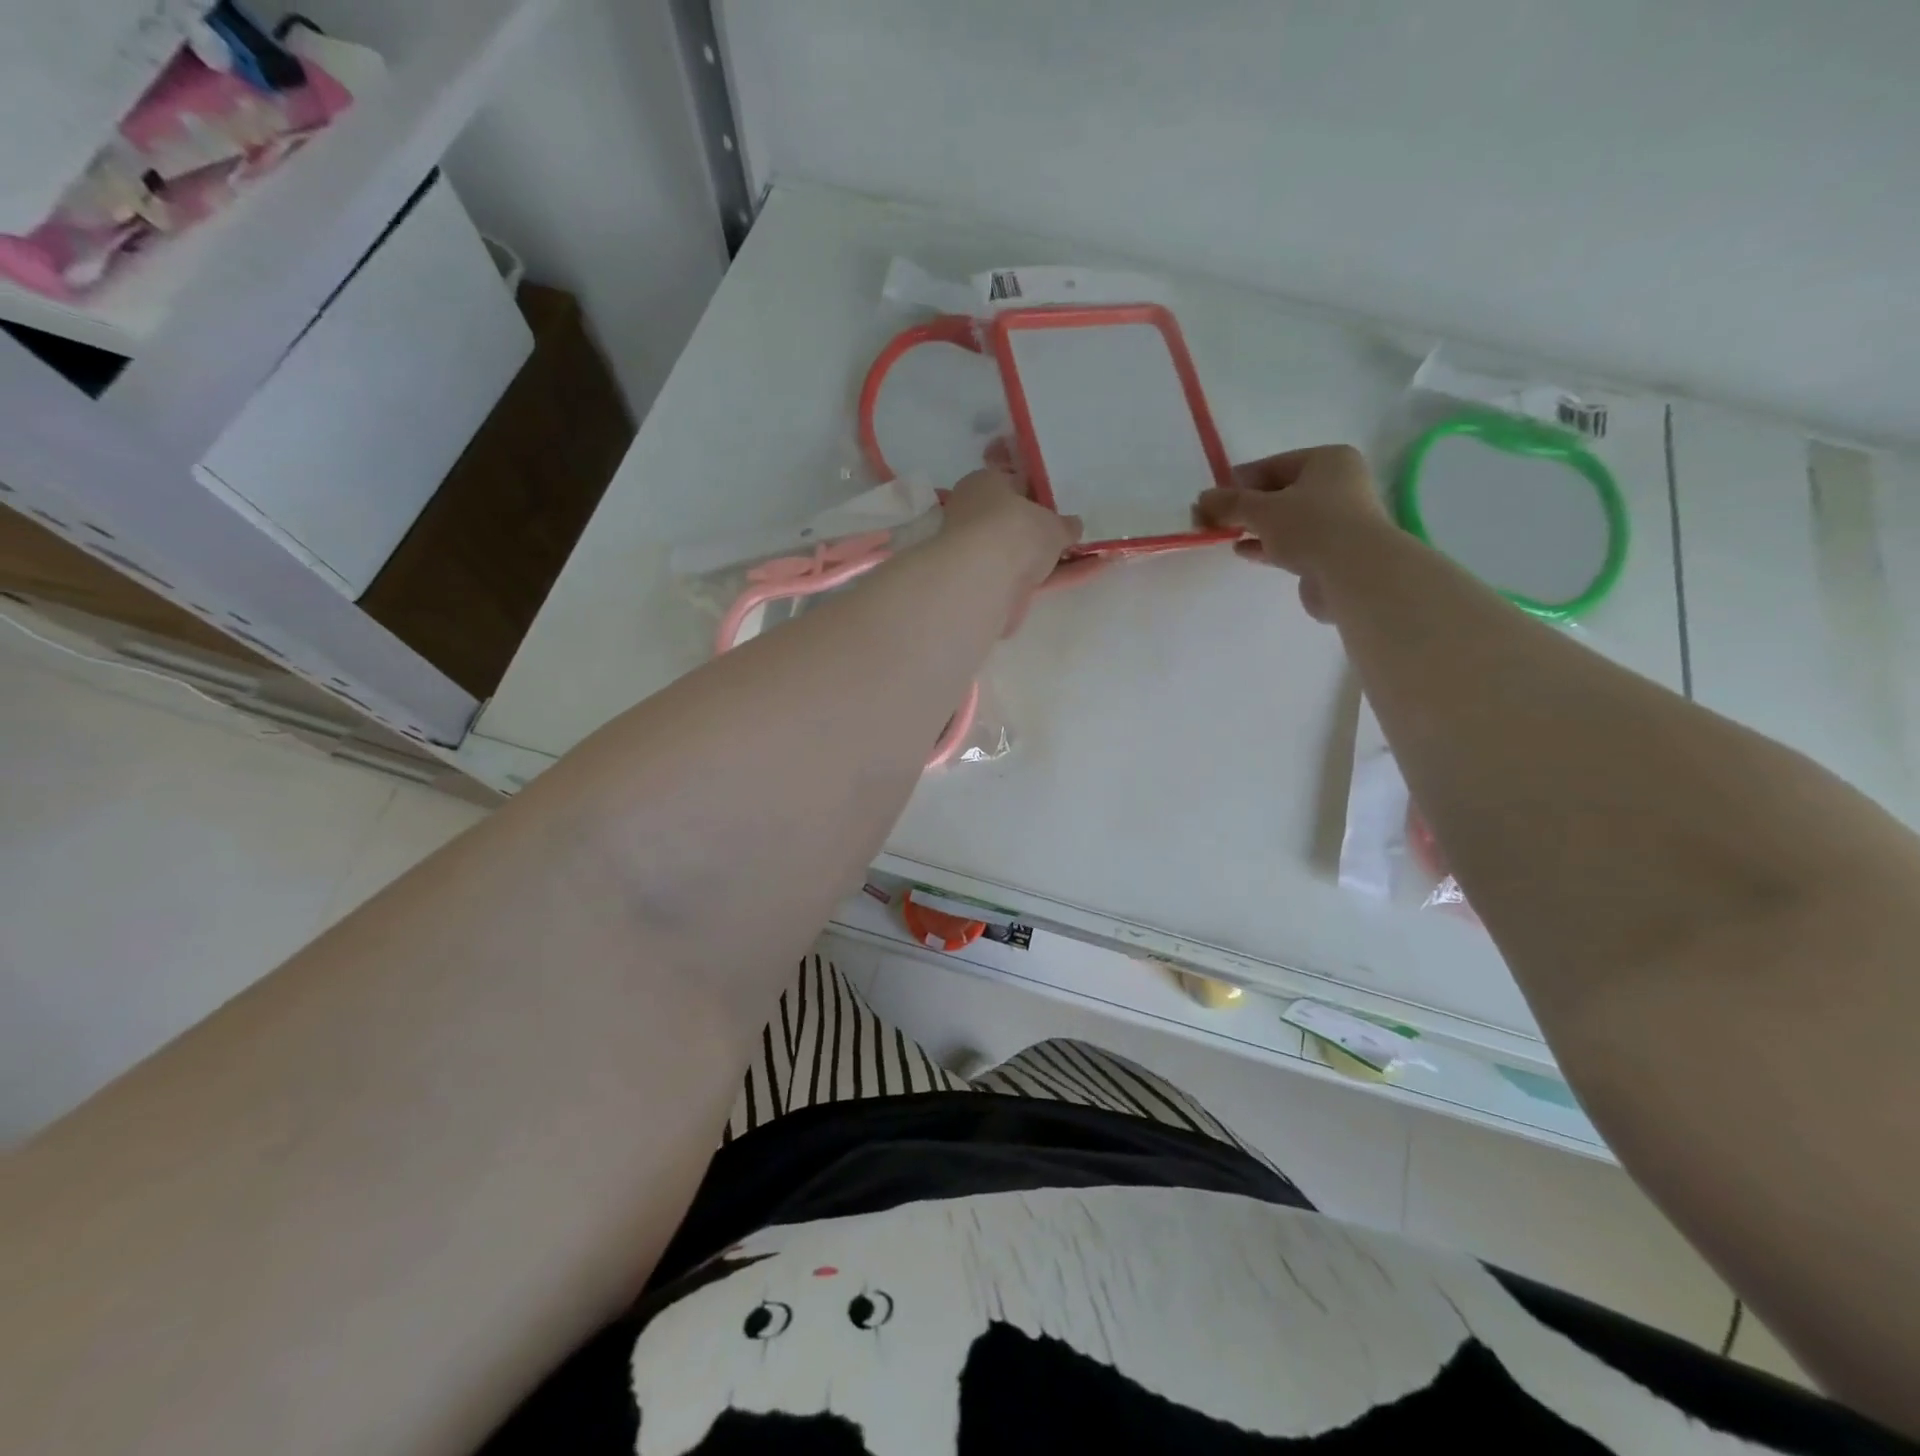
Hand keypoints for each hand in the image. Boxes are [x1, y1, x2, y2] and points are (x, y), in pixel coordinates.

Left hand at [941, 467, 1102, 632]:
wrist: (982, 583)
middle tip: (1076, 532)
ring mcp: (983, 556)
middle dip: (1045, 530)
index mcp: (983, 485)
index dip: (1037, 491)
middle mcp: (976, 519)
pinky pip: (1033, 579)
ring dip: (1058, 556)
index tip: (1061, 502)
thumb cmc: (1014, 530)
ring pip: (1025, 554)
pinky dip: (1060, 576)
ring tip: (1099, 554)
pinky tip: (1095, 571)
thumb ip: (1064, 525)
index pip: (1011, 483)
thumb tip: (1071, 526)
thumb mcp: (1052, 521)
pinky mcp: (993, 589)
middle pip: (1016, 523)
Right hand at [1195, 444, 1392, 621]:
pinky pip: (1293, 543)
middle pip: (1280, 492)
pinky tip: (1244, 551)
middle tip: (1214, 520)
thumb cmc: (1311, 526)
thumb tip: (1202, 499)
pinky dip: (1268, 546)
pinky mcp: (1333, 552)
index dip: (1239, 482)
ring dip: (1256, 528)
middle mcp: (1339, 485)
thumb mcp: (1262, 510)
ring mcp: (1339, 520)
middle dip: (1246, 507)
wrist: (1354, 573)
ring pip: (1287, 520)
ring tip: (1225, 536)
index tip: (1212, 499)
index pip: (1273, 465)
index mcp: (1328, 461)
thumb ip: (1230, 504)